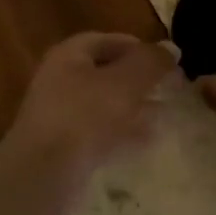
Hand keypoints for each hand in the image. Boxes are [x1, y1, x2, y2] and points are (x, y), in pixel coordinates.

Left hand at [2, 32, 178, 191]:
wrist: (44, 173)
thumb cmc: (84, 116)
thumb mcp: (125, 82)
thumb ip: (150, 62)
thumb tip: (171, 48)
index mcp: (69, 56)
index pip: (105, 41)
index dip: (137, 47)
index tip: (165, 60)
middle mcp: (61, 81)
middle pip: (105, 73)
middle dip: (139, 80)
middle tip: (170, 88)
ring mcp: (61, 116)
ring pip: (104, 105)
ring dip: (134, 108)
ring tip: (165, 114)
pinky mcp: (65, 147)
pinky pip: (100, 133)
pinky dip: (123, 133)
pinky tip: (147, 141)